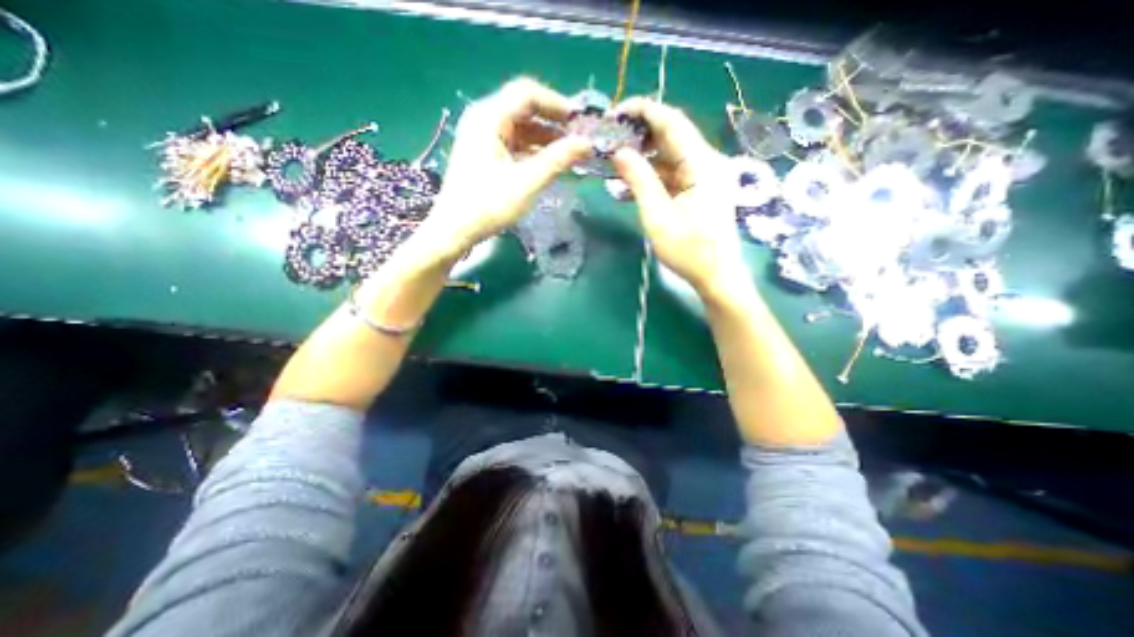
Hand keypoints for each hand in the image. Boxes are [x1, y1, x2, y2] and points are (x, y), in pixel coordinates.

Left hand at [427, 78, 594, 257]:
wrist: (455, 230)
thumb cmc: (489, 205)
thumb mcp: (528, 182)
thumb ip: (558, 160)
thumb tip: (587, 144)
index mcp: (489, 118)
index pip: (527, 94)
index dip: (556, 104)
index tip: (579, 121)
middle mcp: (484, 121)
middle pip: (524, 110)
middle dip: (553, 123)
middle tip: (578, 139)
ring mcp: (483, 139)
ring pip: (521, 129)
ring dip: (546, 140)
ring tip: (570, 154)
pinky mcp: (485, 156)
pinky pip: (514, 145)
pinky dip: (533, 152)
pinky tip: (550, 165)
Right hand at [616, 97, 750, 299]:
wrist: (716, 275)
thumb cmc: (688, 250)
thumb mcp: (657, 216)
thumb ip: (639, 180)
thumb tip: (619, 152)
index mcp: (702, 163)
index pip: (671, 121)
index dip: (643, 111)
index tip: (615, 114)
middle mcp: (707, 161)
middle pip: (672, 134)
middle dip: (640, 133)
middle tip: (610, 139)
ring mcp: (705, 175)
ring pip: (670, 154)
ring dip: (644, 156)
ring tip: (615, 161)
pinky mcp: (700, 188)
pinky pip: (673, 172)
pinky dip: (652, 174)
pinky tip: (631, 182)